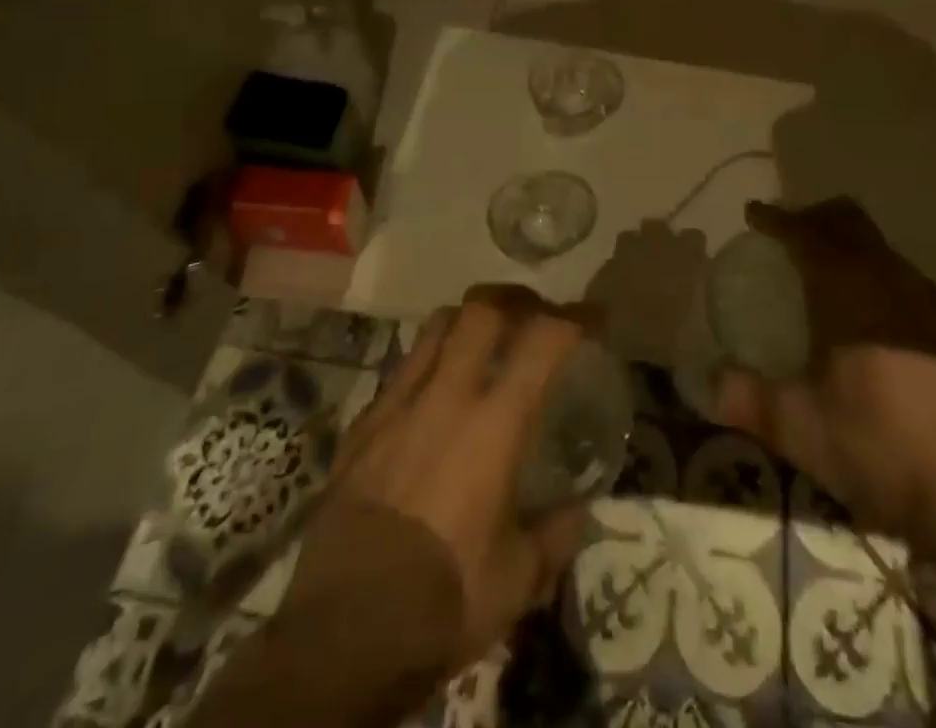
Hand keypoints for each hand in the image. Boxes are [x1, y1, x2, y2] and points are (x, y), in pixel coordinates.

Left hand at [307, 287, 589, 667]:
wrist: (341, 634)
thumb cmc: (443, 601)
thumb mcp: (518, 581)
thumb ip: (556, 535)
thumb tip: (578, 510)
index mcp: (494, 425)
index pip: (543, 340)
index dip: (575, 317)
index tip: (593, 317)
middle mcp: (446, 397)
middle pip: (481, 310)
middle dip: (513, 300)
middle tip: (531, 315)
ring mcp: (397, 405)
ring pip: (435, 328)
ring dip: (466, 322)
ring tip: (482, 340)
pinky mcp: (362, 426)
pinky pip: (401, 371)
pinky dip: (426, 365)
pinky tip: (432, 398)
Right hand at [713, 198, 935, 543]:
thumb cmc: (871, 442)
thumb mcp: (794, 425)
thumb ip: (746, 399)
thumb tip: (710, 385)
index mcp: (845, 287)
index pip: (805, 233)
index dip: (777, 219)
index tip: (754, 214)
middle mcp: (887, 279)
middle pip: (850, 223)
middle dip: (816, 218)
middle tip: (789, 233)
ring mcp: (926, 304)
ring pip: (881, 249)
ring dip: (850, 246)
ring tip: (826, 272)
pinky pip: (904, 279)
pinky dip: (877, 277)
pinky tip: (871, 315)